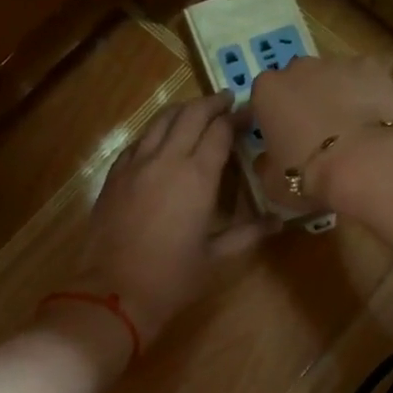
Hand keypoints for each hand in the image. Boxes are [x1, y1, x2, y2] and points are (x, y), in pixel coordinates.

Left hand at [75, 91, 274, 346]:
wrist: (113, 291)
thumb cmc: (172, 277)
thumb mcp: (217, 256)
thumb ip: (248, 233)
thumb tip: (279, 222)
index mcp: (198, 176)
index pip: (220, 131)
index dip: (236, 118)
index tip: (249, 112)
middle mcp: (167, 159)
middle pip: (190, 115)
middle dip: (211, 103)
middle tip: (226, 100)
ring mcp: (136, 164)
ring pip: (161, 120)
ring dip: (182, 110)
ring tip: (196, 109)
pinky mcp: (115, 174)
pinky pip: (139, 140)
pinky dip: (156, 131)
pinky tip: (161, 137)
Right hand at [249, 56, 392, 210]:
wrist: (365, 164)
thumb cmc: (310, 175)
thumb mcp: (273, 183)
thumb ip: (265, 165)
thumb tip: (266, 161)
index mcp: (267, 91)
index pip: (263, 97)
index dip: (274, 117)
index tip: (284, 138)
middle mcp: (298, 67)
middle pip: (298, 80)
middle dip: (305, 100)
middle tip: (318, 133)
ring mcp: (337, 63)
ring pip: (333, 76)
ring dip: (337, 95)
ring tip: (352, 128)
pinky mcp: (371, 67)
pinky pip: (366, 77)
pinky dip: (369, 92)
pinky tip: (375, 117)